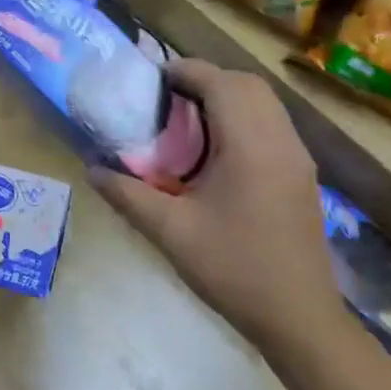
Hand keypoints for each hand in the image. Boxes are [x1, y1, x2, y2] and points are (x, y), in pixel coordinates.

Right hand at [90, 58, 345, 355]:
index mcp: (251, 147)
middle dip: (206, 79)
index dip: (186, 71)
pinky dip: (241, 117)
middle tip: (165, 97)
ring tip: (184, 118)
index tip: (151, 79)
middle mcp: (281, 142)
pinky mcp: (300, 175)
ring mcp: (297, 159)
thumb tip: (90, 169)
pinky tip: (213, 149)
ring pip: (264, 103)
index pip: (223, 84)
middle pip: (248, 85)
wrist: (298, 318)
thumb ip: (127, 195)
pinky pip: (271, 125)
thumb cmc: (233, 269)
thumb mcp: (169, 232)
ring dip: (226, 97)